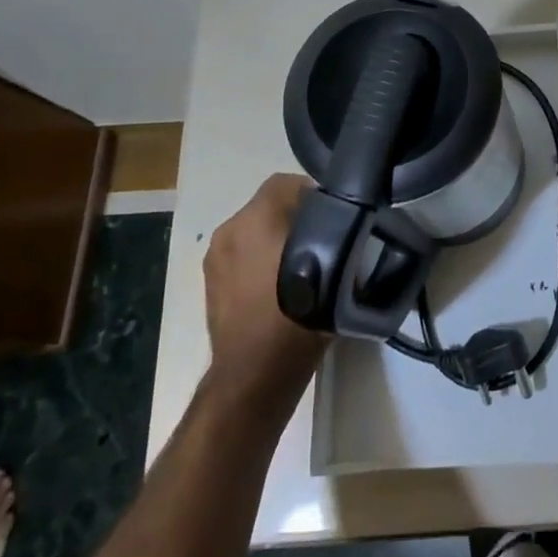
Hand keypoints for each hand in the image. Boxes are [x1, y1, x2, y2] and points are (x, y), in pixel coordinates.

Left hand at [203, 174, 328, 411]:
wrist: (255, 373)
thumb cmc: (298, 317)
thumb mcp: (334, 270)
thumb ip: (337, 235)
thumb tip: (347, 224)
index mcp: (256, 218)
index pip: (288, 183)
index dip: (315, 194)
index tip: (336, 215)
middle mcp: (230, 228)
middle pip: (269, 206)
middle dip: (295, 216)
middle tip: (324, 239)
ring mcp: (215, 256)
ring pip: (254, 230)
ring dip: (276, 237)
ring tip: (303, 263)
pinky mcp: (210, 281)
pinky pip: (242, 253)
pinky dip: (259, 258)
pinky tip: (279, 284)